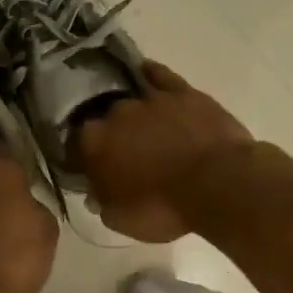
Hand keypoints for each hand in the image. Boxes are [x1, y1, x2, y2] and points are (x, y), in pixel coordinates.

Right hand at [72, 62, 254, 241]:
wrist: (218, 186)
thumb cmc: (163, 208)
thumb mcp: (120, 219)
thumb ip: (101, 201)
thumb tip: (96, 192)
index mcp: (93, 144)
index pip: (74, 144)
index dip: (80, 157)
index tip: (87, 169)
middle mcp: (115, 114)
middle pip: (103, 120)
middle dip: (109, 134)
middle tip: (121, 154)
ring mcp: (149, 99)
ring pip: (130, 99)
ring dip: (130, 112)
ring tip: (139, 126)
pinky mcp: (183, 92)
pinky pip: (160, 76)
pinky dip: (151, 75)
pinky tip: (146, 73)